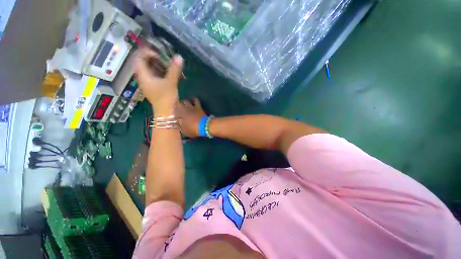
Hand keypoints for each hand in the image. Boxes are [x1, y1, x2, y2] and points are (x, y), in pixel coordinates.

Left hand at [135, 48, 183, 115]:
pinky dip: (161, 70)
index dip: (147, 52)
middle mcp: (143, 77)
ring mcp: (149, 82)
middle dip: (154, 57)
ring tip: (168, 63)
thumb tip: (179, 57)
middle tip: (164, 56)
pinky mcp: (155, 86)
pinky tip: (169, 71)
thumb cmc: (166, 98)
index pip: (139, 57)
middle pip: (144, 62)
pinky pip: (155, 74)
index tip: (159, 54)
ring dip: (158, 64)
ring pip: (150, 68)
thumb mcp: (171, 83)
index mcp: (143, 75)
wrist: (166, 113)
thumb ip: (174, 70)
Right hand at [176, 98, 206, 137]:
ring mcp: (192, 107)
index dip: (173, 112)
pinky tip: (192, 100)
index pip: (174, 112)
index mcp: (180, 115)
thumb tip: (179, 124)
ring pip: (185, 101)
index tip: (173, 114)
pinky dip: (193, 99)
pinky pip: (195, 100)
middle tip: (177, 108)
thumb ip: (180, 127)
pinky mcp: (198, 106)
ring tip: (183, 103)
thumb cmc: (193, 129)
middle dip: (176, 106)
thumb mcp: (185, 131)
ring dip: (183, 102)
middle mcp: (184, 109)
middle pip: (178, 104)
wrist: (205, 126)